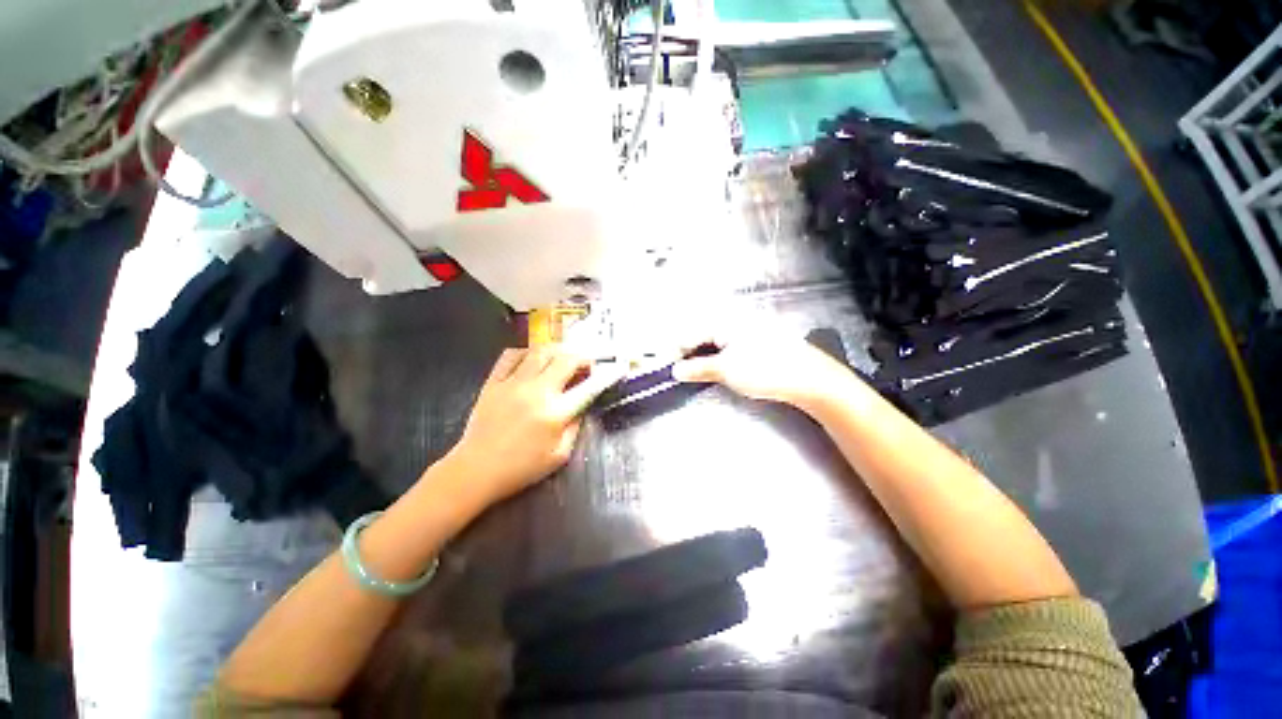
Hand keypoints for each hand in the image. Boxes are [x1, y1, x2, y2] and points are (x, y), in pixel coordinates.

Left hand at [445, 347, 620, 504]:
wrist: (477, 470)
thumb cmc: (521, 468)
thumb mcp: (559, 455)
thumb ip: (575, 427)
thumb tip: (582, 405)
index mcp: (556, 413)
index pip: (589, 387)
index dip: (607, 375)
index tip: (617, 367)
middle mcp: (537, 392)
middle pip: (566, 359)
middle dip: (582, 357)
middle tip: (585, 364)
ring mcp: (513, 384)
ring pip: (540, 351)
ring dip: (556, 351)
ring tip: (561, 359)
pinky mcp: (493, 382)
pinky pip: (511, 356)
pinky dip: (526, 352)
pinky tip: (531, 360)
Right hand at [671, 332, 855, 408]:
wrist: (810, 378)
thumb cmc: (765, 370)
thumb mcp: (726, 370)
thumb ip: (698, 368)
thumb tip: (676, 371)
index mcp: (724, 320)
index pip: (689, 333)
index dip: (676, 352)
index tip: (667, 369)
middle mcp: (734, 318)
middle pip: (700, 334)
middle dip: (688, 353)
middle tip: (679, 372)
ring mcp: (747, 328)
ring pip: (714, 339)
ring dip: (702, 355)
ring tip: (695, 372)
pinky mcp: (757, 339)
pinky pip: (728, 344)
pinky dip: (717, 355)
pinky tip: (716, 367)